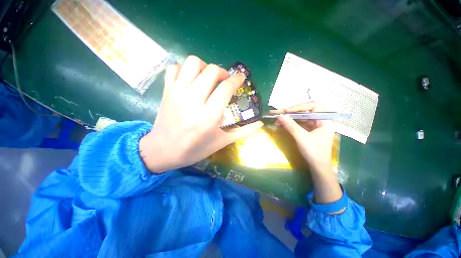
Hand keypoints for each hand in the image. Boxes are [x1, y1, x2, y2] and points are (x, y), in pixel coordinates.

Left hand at [140, 56, 262, 172]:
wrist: (163, 151)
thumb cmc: (195, 149)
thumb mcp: (221, 142)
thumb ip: (243, 131)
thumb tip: (260, 123)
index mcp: (209, 116)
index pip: (226, 88)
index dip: (236, 79)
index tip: (241, 78)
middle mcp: (193, 100)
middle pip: (211, 71)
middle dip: (223, 72)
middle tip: (225, 81)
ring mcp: (177, 93)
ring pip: (193, 63)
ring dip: (205, 66)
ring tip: (208, 78)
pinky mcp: (167, 91)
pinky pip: (175, 68)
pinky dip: (185, 69)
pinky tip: (191, 80)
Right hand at [271, 102, 342, 205]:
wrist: (318, 167)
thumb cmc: (314, 152)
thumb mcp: (301, 138)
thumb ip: (291, 126)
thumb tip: (279, 116)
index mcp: (325, 120)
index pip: (313, 106)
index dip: (299, 106)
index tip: (287, 111)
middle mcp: (320, 120)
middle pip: (305, 111)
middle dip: (290, 112)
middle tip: (278, 112)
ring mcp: (314, 125)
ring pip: (300, 117)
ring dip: (288, 117)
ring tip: (276, 118)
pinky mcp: (309, 130)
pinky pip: (299, 123)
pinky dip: (290, 122)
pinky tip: (282, 123)